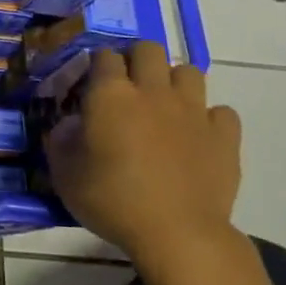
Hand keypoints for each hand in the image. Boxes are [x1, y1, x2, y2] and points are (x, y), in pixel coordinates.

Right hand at [47, 42, 243, 271]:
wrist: (178, 235)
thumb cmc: (113, 201)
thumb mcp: (65, 174)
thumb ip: (61, 141)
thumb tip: (69, 125)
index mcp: (111, 95)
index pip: (104, 56)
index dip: (97, 65)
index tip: (91, 84)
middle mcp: (153, 91)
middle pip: (148, 49)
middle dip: (136, 60)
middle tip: (128, 87)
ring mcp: (193, 111)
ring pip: (188, 72)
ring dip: (174, 83)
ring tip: (165, 106)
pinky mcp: (224, 136)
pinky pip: (221, 112)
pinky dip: (209, 119)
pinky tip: (198, 136)